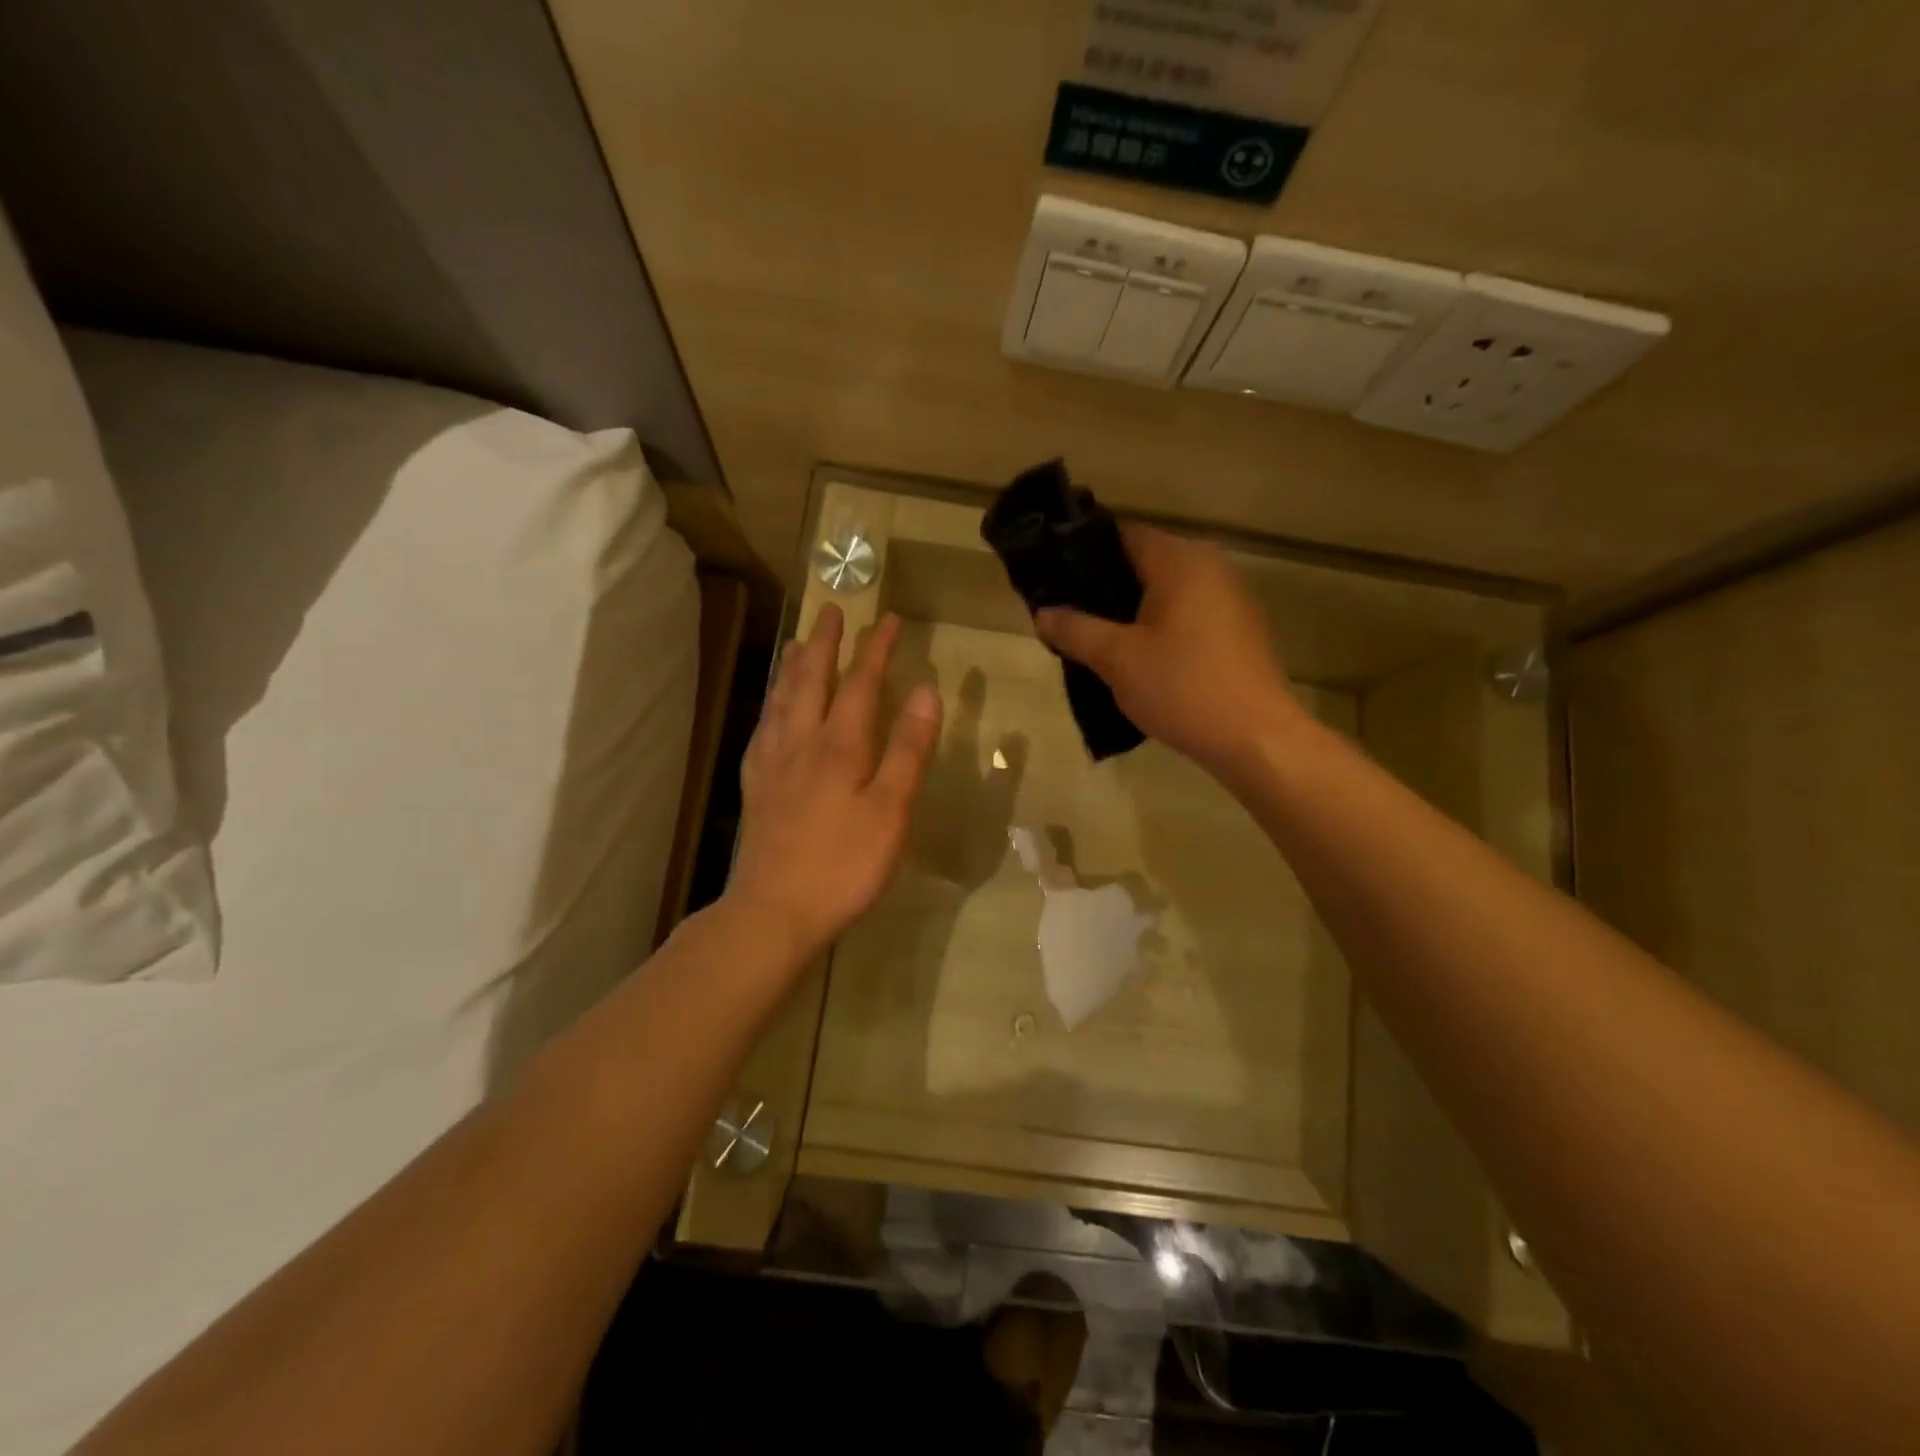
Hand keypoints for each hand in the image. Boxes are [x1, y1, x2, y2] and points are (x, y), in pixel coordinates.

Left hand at [726, 605, 942, 963]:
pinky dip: (771, 706)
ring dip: (794, 667)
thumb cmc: (844, 865)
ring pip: (782, 701)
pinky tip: (772, 711)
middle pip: (813, 680)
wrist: (774, 911)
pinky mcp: (756, 788)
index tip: (888, 618)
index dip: (876, 648)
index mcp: (840, 745)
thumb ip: (908, 750)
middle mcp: (801, 742)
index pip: (861, 682)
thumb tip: (926, 692)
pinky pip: (763, 730)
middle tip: (831, 610)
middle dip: (826, 643)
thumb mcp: (891, 810)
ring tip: (798, 643)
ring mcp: (773, 764)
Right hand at [1036, 523, 1305, 781]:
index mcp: (1180, 560)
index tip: (1053, 579)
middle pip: (1144, 562)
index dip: (1083, 553)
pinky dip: (1159, 626)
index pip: (1121, 535)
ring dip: (1131, 610)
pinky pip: (1187, 613)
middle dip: (1104, 587)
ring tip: (1095, 638)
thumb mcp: (1116, 659)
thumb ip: (1075, 630)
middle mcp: (1210, 565)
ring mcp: (1230, 597)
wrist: (1255, 737)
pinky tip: (1138, 657)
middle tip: (1068, 614)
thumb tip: (1042, 613)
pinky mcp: (1239, 628)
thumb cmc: (1182, 687)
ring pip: (1166, 591)